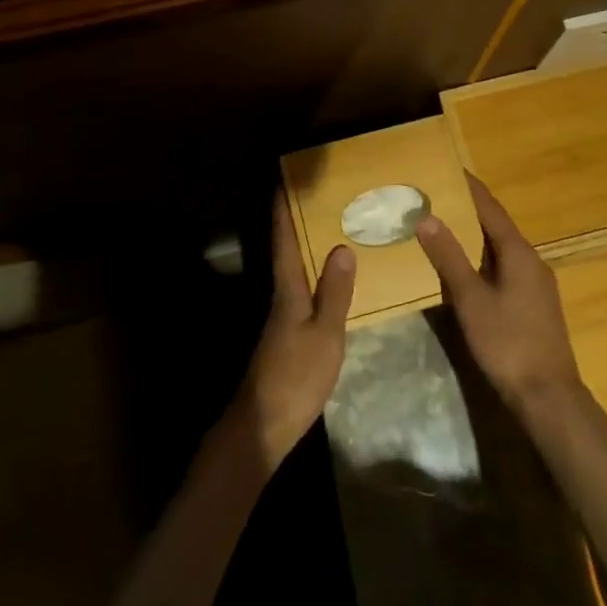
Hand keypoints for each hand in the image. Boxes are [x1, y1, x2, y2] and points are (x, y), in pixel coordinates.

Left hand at [236, 191, 355, 467]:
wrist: (264, 425)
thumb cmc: (296, 375)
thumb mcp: (325, 334)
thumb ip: (334, 292)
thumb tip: (342, 247)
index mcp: (287, 290)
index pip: (284, 241)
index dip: (283, 211)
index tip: (284, 180)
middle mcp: (281, 296)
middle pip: (287, 251)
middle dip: (298, 223)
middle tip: (320, 197)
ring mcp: (282, 317)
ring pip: (295, 271)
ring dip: (307, 248)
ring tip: (333, 229)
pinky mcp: (287, 335)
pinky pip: (302, 291)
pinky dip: (315, 276)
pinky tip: (333, 281)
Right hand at [416, 173, 584, 419]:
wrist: (548, 397)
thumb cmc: (508, 343)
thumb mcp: (471, 299)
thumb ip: (449, 258)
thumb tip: (427, 217)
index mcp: (518, 253)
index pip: (491, 209)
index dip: (470, 188)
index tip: (449, 169)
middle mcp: (531, 261)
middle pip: (497, 226)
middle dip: (469, 211)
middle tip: (437, 197)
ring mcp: (536, 285)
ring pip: (501, 249)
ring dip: (475, 237)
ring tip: (444, 227)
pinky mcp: (534, 305)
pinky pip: (504, 268)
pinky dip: (483, 259)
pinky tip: (465, 270)